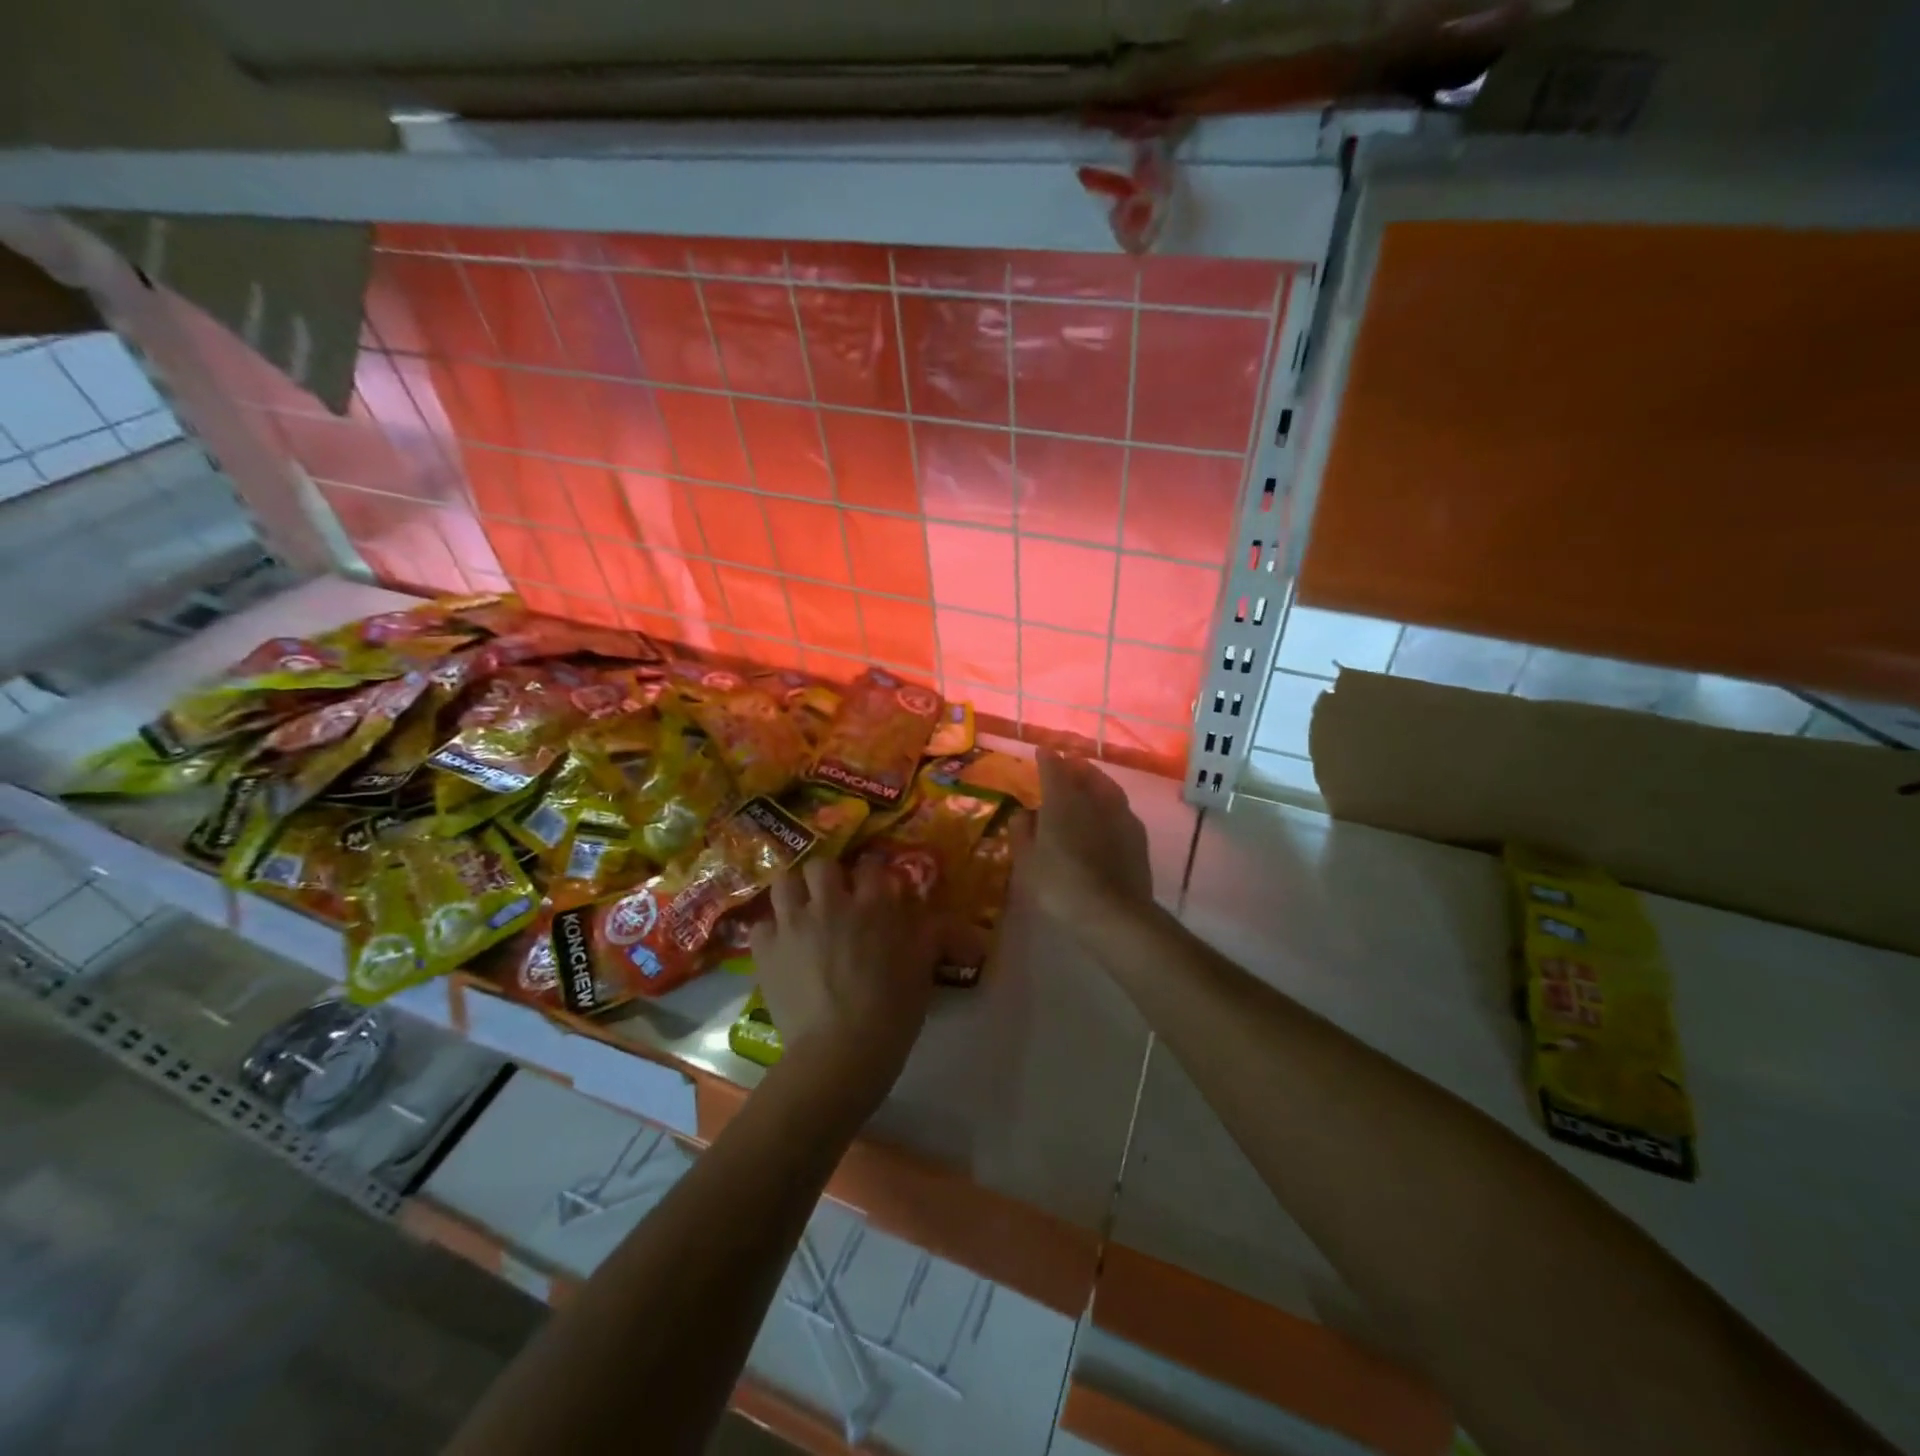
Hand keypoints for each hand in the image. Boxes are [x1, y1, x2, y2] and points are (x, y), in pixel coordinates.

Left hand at [750, 856, 938, 1116]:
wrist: (840, 1052)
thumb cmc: (891, 1012)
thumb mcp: (923, 970)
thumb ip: (933, 936)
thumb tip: (953, 924)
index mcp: (874, 905)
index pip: (872, 866)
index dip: (873, 873)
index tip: (875, 887)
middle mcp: (831, 903)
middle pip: (822, 865)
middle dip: (828, 877)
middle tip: (834, 899)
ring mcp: (793, 924)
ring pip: (785, 883)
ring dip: (794, 893)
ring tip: (802, 912)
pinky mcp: (766, 950)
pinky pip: (761, 924)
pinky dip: (771, 932)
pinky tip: (781, 947)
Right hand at [1020, 750, 1154, 923]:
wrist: (1113, 911)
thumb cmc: (1060, 885)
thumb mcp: (1027, 863)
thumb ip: (1022, 833)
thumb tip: (1023, 813)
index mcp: (1062, 801)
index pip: (1053, 769)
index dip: (1046, 759)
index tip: (1042, 751)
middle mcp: (1092, 799)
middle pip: (1083, 773)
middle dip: (1073, 765)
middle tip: (1066, 763)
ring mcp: (1120, 814)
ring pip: (1106, 786)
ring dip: (1095, 779)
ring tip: (1088, 781)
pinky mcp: (1137, 833)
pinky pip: (1120, 806)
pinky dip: (1110, 801)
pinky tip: (1108, 812)